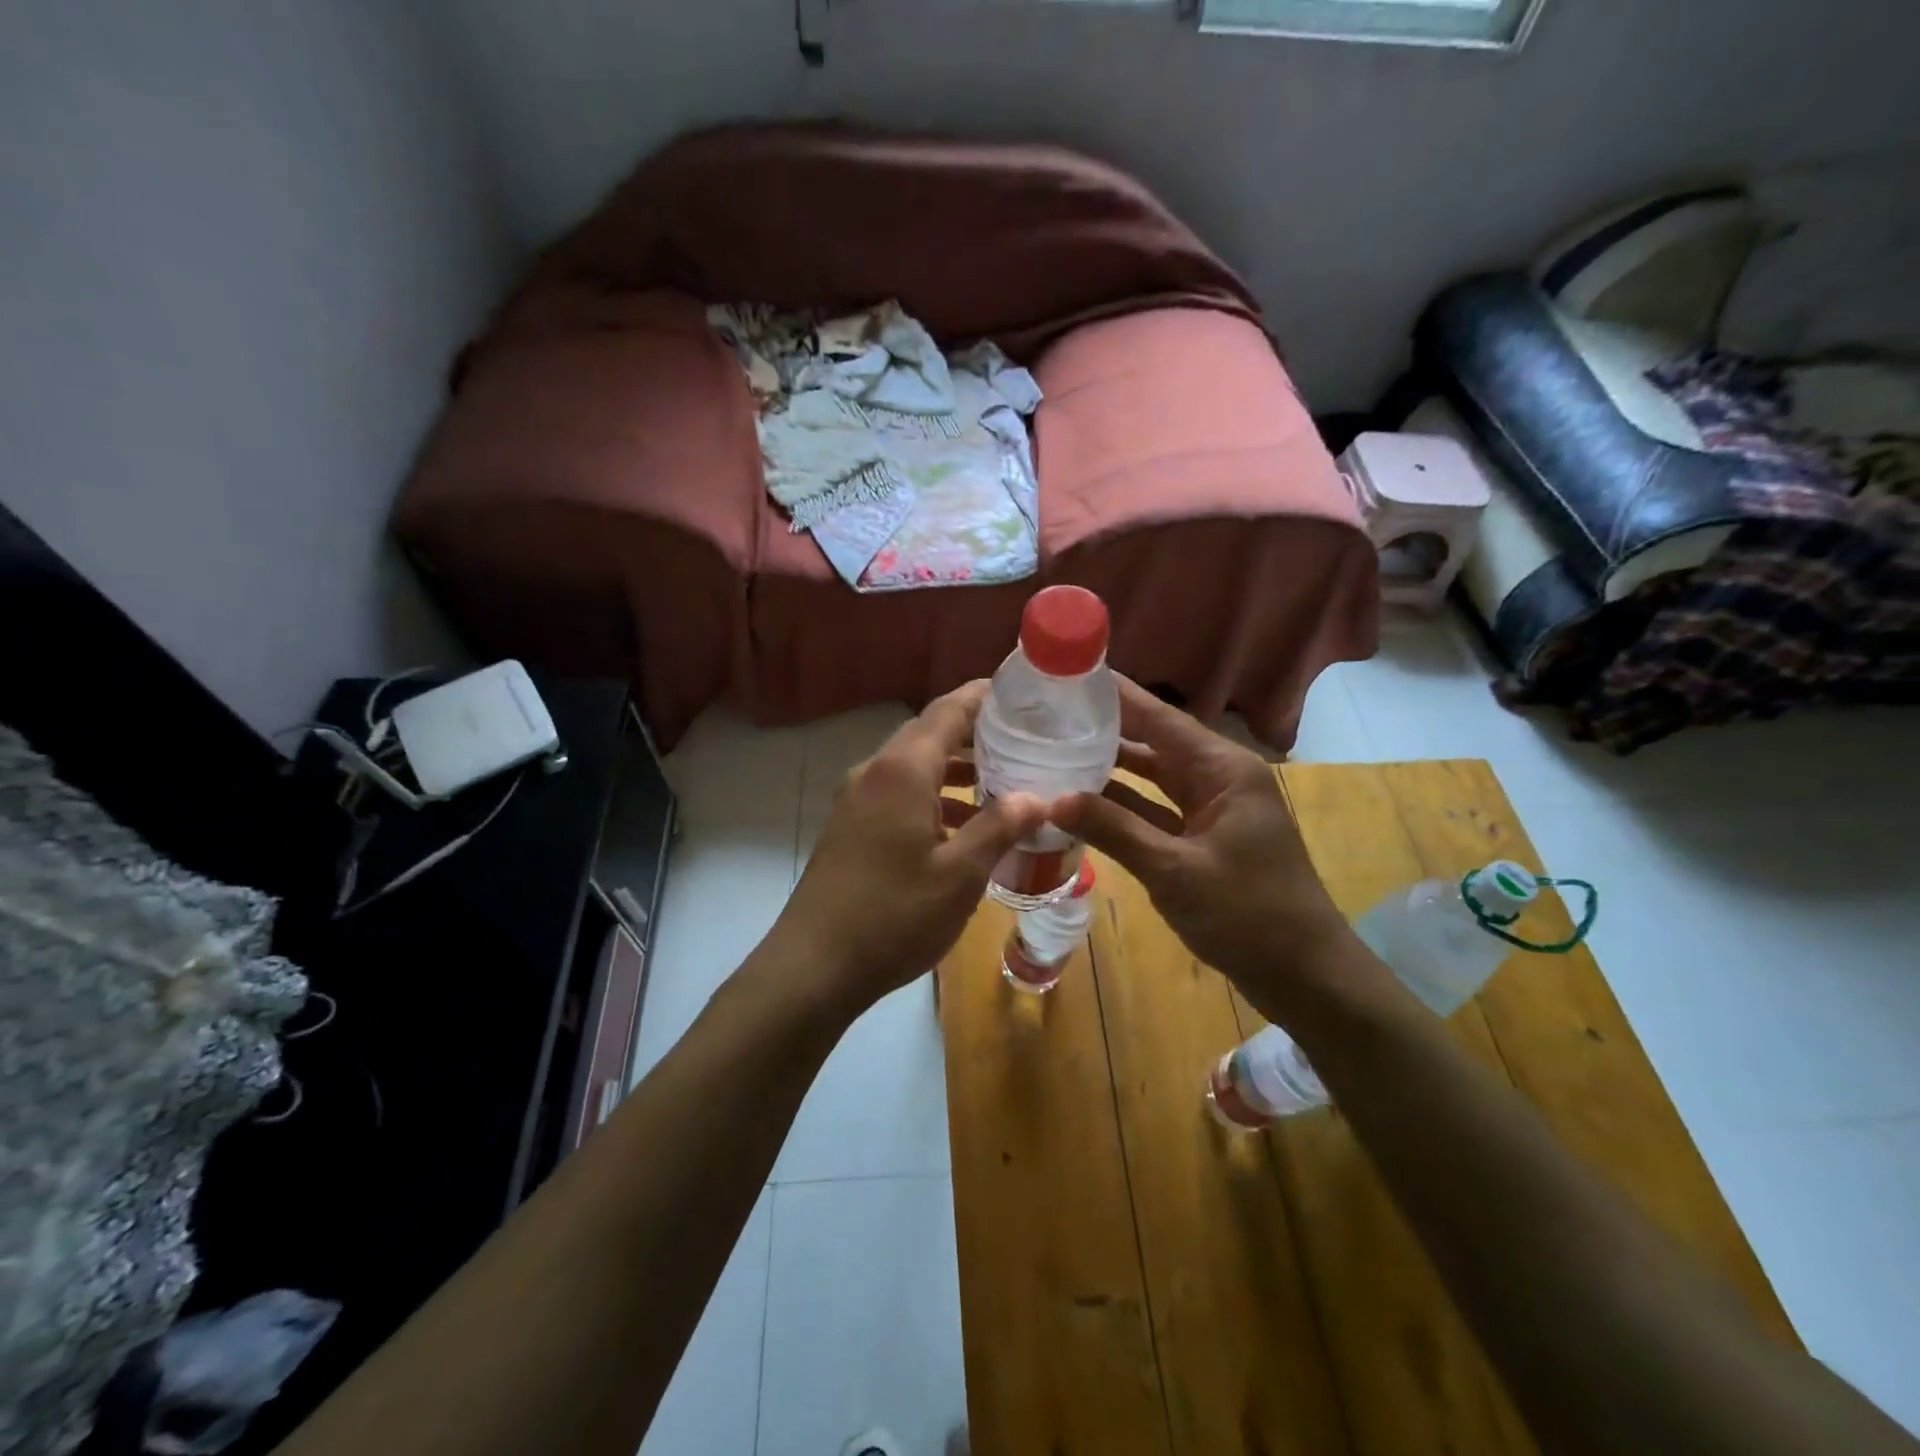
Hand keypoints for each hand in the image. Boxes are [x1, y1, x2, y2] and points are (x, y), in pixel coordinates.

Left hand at [767, 682, 1045, 1014]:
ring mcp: (856, 799)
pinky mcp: (849, 826)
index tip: (1021, 693)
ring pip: (913, 767)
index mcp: (902, 770)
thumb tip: (1037, 797)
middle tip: (1023, 740)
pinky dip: (932, 798)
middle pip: (929, 735)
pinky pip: (898, 794)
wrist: (814, 966)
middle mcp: (875, 772)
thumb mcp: (959, 875)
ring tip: (1003, 782)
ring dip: (955, 770)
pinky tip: (962, 827)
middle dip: (975, 734)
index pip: (948, 712)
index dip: (983, 697)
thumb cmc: (894, 915)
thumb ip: (998, 828)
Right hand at [1052, 679, 1374, 1023]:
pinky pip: (1154, 811)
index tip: (1067, 675)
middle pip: (1152, 742)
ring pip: (1150, 778)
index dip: (1114, 695)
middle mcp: (1217, 778)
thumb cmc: (1249, 915)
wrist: (1304, 975)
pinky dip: (1121, 808)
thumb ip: (1114, 831)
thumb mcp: (1175, 871)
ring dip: (1108, 770)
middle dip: (1103, 729)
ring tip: (1052, 752)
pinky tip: (1079, 804)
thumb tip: (1052, 800)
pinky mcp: (1201, 839)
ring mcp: (1210, 810)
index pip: (1159, 717)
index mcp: (1222, 769)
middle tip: (1046, 717)